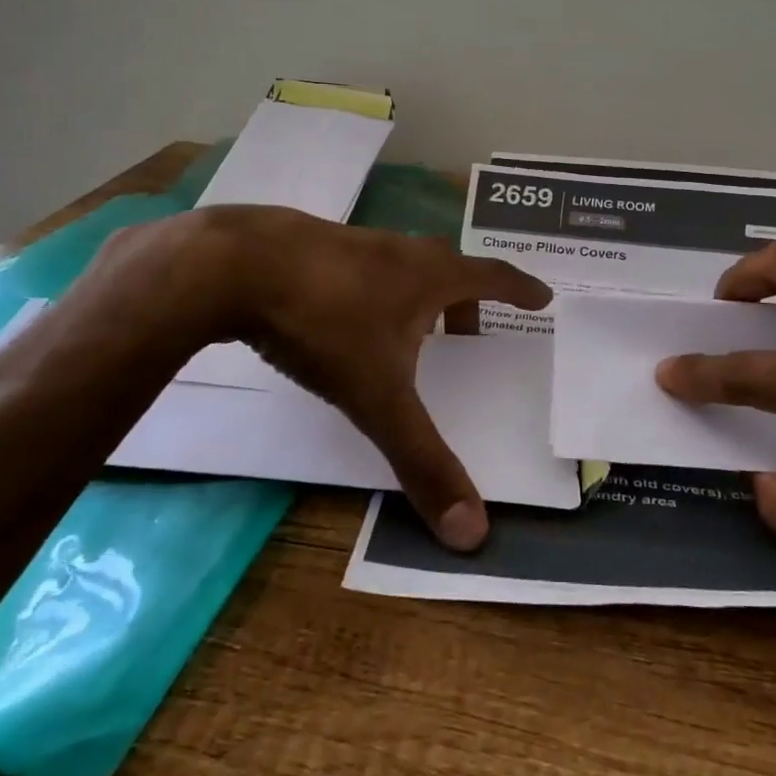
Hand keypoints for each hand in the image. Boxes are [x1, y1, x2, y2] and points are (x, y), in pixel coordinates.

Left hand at [109, 206, 550, 550]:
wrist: (233, 265)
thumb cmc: (324, 323)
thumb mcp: (377, 398)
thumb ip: (422, 461)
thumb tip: (473, 533)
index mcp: (428, 276)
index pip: (491, 277)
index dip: (520, 289)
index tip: (542, 297)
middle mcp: (397, 250)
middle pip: (446, 267)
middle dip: (465, 300)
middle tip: (470, 331)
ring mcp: (352, 241)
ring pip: (400, 264)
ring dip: (415, 294)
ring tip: (406, 331)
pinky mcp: (309, 244)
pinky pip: (358, 267)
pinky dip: (370, 290)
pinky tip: (341, 318)